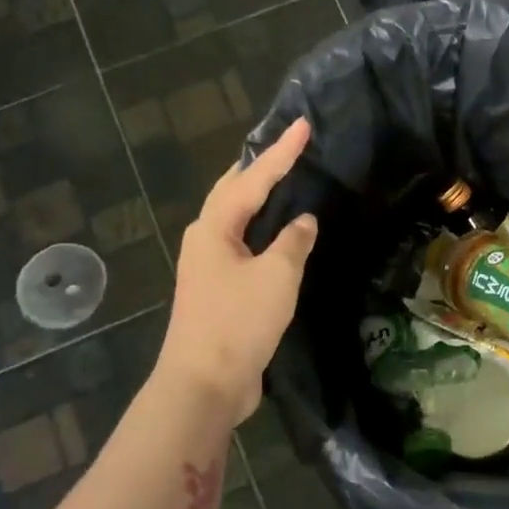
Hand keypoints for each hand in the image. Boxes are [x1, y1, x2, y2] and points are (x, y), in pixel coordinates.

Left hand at [158, 118, 317, 423]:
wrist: (205, 383)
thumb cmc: (238, 321)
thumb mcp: (277, 276)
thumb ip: (293, 242)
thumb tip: (303, 222)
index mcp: (214, 228)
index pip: (253, 179)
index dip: (282, 152)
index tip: (303, 125)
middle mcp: (206, 241)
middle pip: (233, 193)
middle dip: (259, 168)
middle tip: (286, 148)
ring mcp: (209, 268)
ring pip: (236, 221)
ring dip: (258, 199)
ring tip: (284, 181)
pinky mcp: (219, 292)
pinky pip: (244, 248)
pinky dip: (263, 233)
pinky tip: (280, 237)